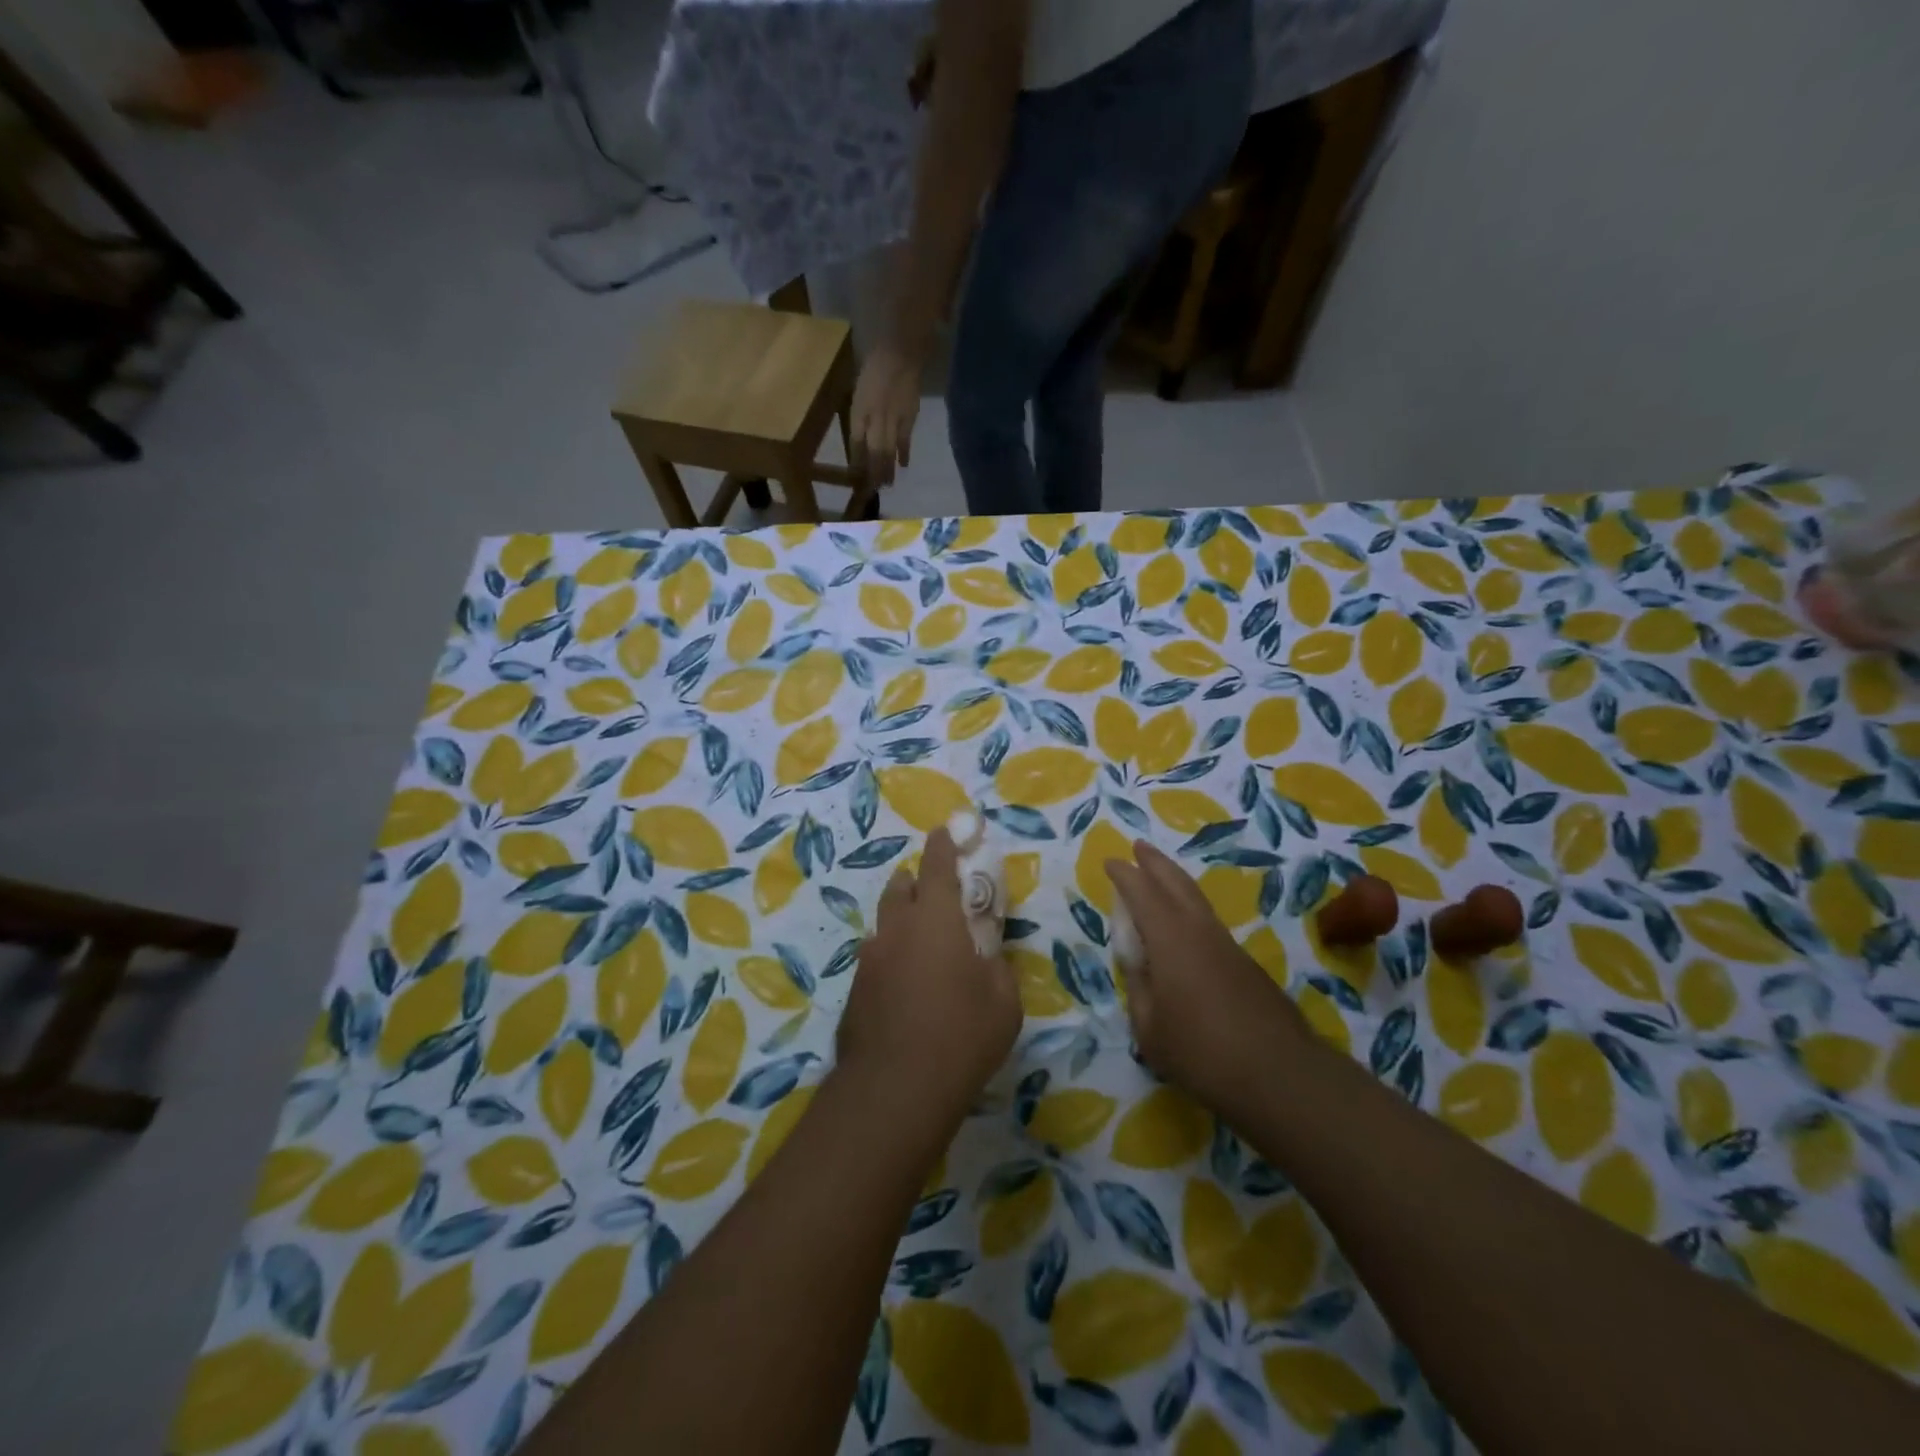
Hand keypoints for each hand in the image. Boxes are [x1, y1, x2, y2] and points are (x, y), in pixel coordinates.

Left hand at [836, 827, 1021, 1127]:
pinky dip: (891, 958)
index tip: (944, 831)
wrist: (894, 1089)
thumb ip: (998, 967)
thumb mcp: (1004, 1002)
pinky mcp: (854, 990)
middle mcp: (897, 929)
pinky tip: (904, 988)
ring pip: (885, 924)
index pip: (937, 866)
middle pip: (902, 888)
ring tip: (921, 948)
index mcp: (936, 920)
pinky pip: (876, 959)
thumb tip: (988, 958)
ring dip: (902, 922)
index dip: (943, 845)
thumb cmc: (961, 1037)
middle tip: (934, 894)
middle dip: (916, 881)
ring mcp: (870, 959)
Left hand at [849, 343, 922, 487]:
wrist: (899, 353)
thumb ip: (859, 414)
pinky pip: (904, 440)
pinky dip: (903, 454)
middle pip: (872, 452)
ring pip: (888, 451)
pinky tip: (903, 466)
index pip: (855, 442)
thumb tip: (860, 439)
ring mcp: (892, 419)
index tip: (856, 477)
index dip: (856, 461)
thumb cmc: (874, 368)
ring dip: (886, 469)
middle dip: (872, 473)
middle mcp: (874, 418)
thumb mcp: (858, 391)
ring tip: (886, 484)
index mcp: (858, 410)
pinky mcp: (909, 417)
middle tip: (873, 490)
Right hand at [1108, 842, 1313, 1118]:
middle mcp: (1199, 930)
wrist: (1279, 1074)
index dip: (1125, 875)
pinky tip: (1187, 927)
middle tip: (1139, 847)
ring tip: (1161, 877)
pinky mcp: (1246, 965)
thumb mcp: (1150, 1028)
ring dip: (1176, 882)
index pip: (1142, 893)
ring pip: (1197, 900)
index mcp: (1170, 938)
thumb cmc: (1201, 1052)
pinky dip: (1191, 910)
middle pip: (1176, 883)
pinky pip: (1209, 922)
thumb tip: (1139, 966)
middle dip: (1155, 863)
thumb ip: (1139, 989)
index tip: (1111, 861)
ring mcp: (1227, 945)